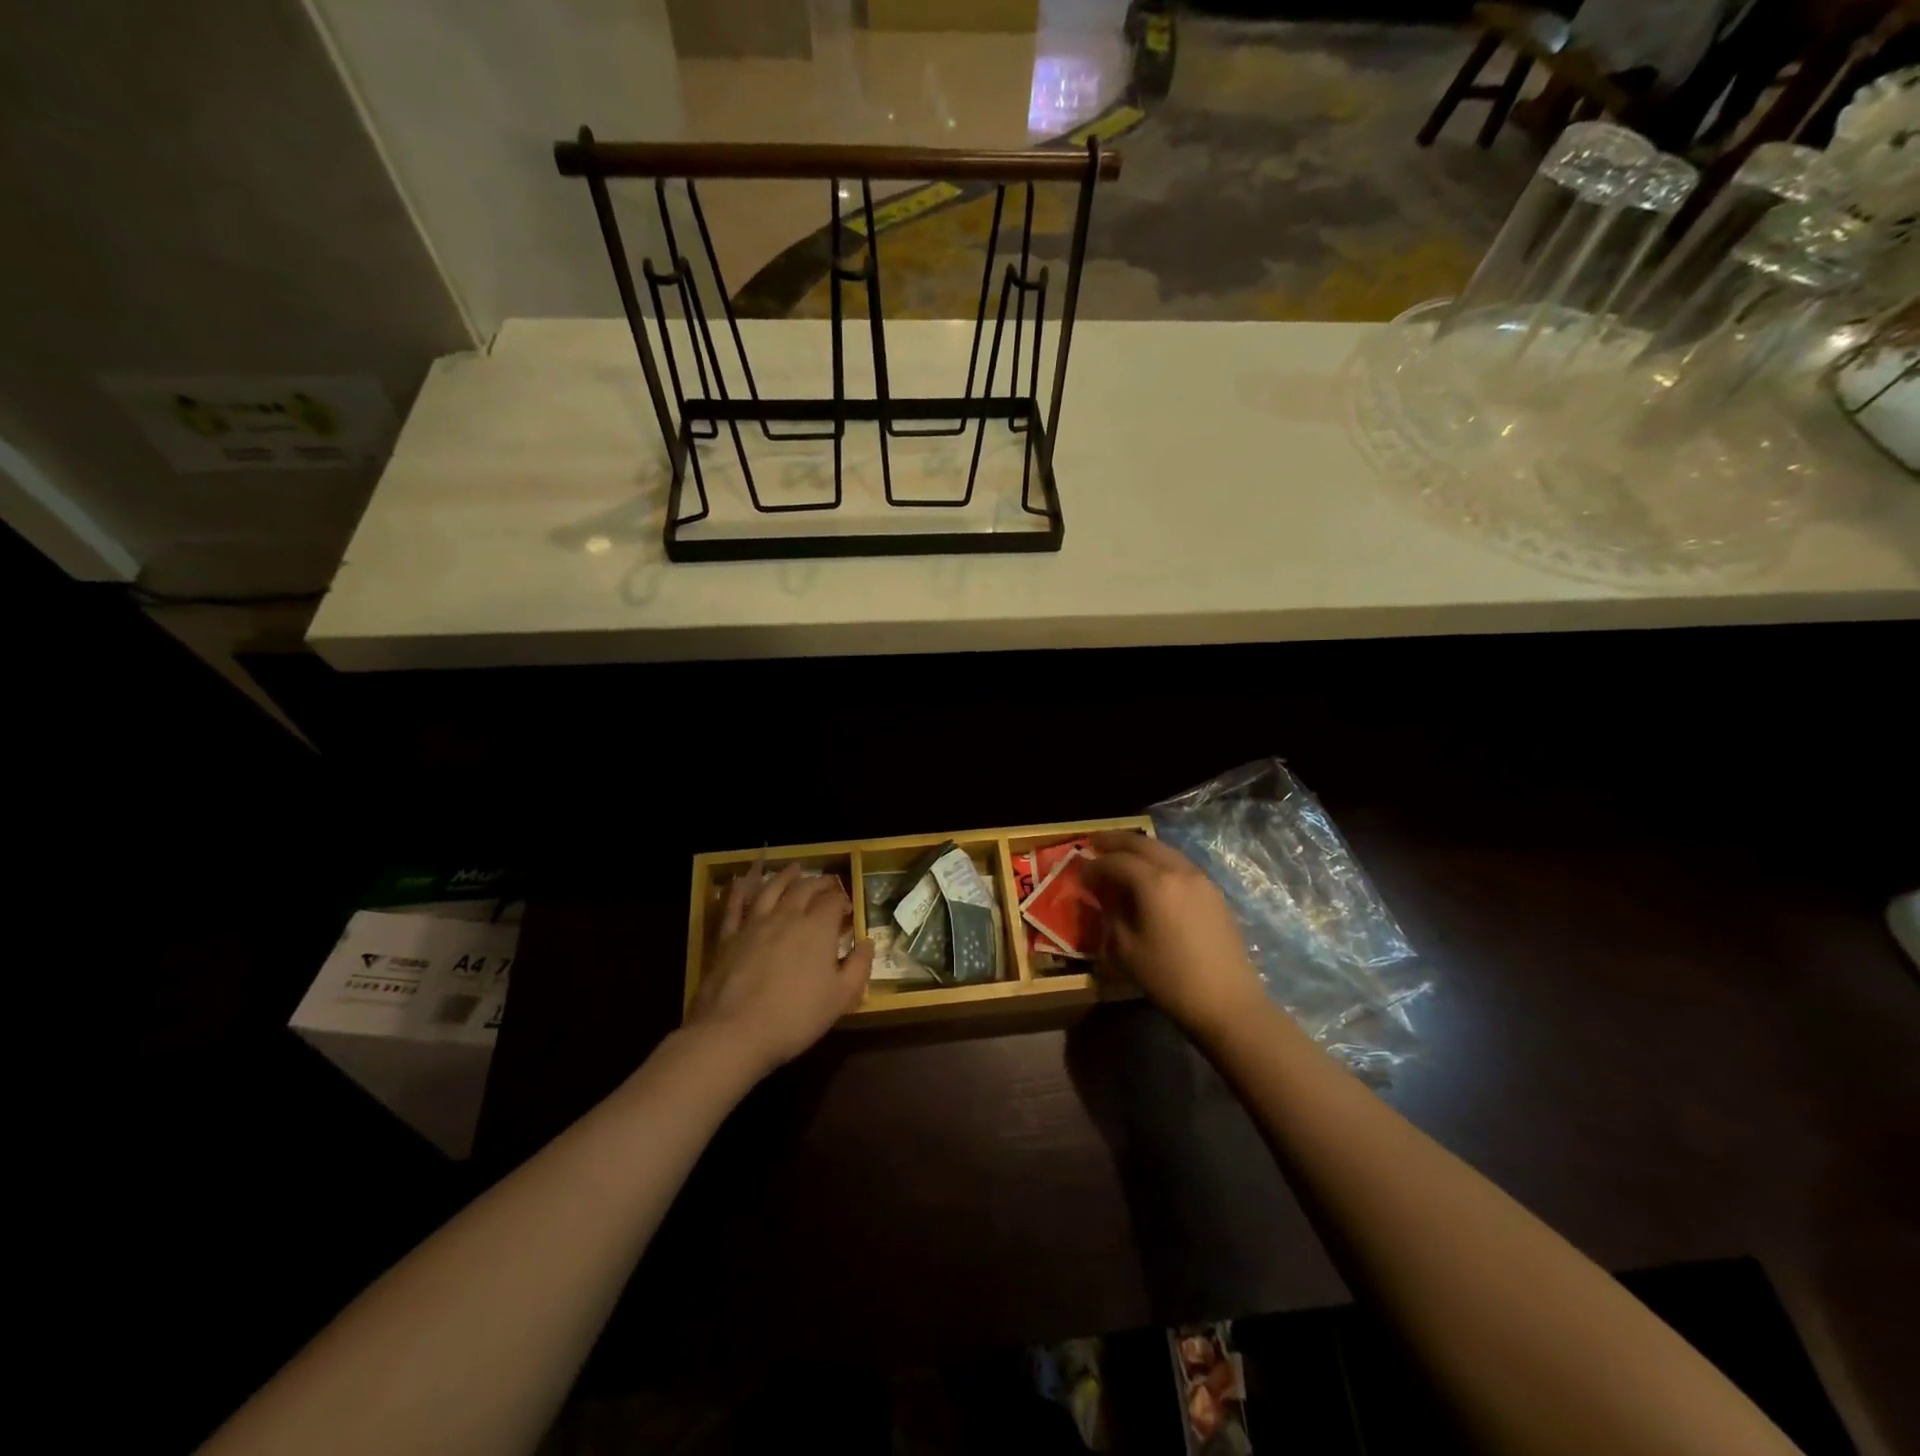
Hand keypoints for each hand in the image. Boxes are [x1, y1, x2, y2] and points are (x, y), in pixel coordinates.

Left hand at [688, 863, 873, 1073]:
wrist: (734, 1032)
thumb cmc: (795, 1017)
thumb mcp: (841, 998)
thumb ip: (859, 967)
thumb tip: (868, 942)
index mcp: (817, 928)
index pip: (834, 901)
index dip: (843, 900)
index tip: (848, 908)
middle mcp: (787, 915)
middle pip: (805, 889)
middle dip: (819, 883)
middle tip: (827, 883)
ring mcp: (754, 923)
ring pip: (771, 888)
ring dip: (785, 876)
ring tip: (794, 868)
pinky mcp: (728, 936)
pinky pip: (734, 904)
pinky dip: (740, 888)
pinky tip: (741, 879)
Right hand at [1086, 831, 1267, 1044]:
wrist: (1228, 1003)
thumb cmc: (1170, 978)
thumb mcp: (1126, 949)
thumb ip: (1112, 913)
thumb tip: (1105, 894)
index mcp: (1154, 883)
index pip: (1116, 861)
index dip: (1094, 864)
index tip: (1079, 870)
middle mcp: (1179, 871)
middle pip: (1143, 844)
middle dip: (1116, 841)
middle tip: (1095, 842)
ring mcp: (1201, 880)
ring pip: (1165, 851)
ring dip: (1140, 849)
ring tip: (1121, 855)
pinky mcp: (1214, 894)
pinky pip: (1180, 865)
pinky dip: (1160, 862)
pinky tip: (1151, 875)